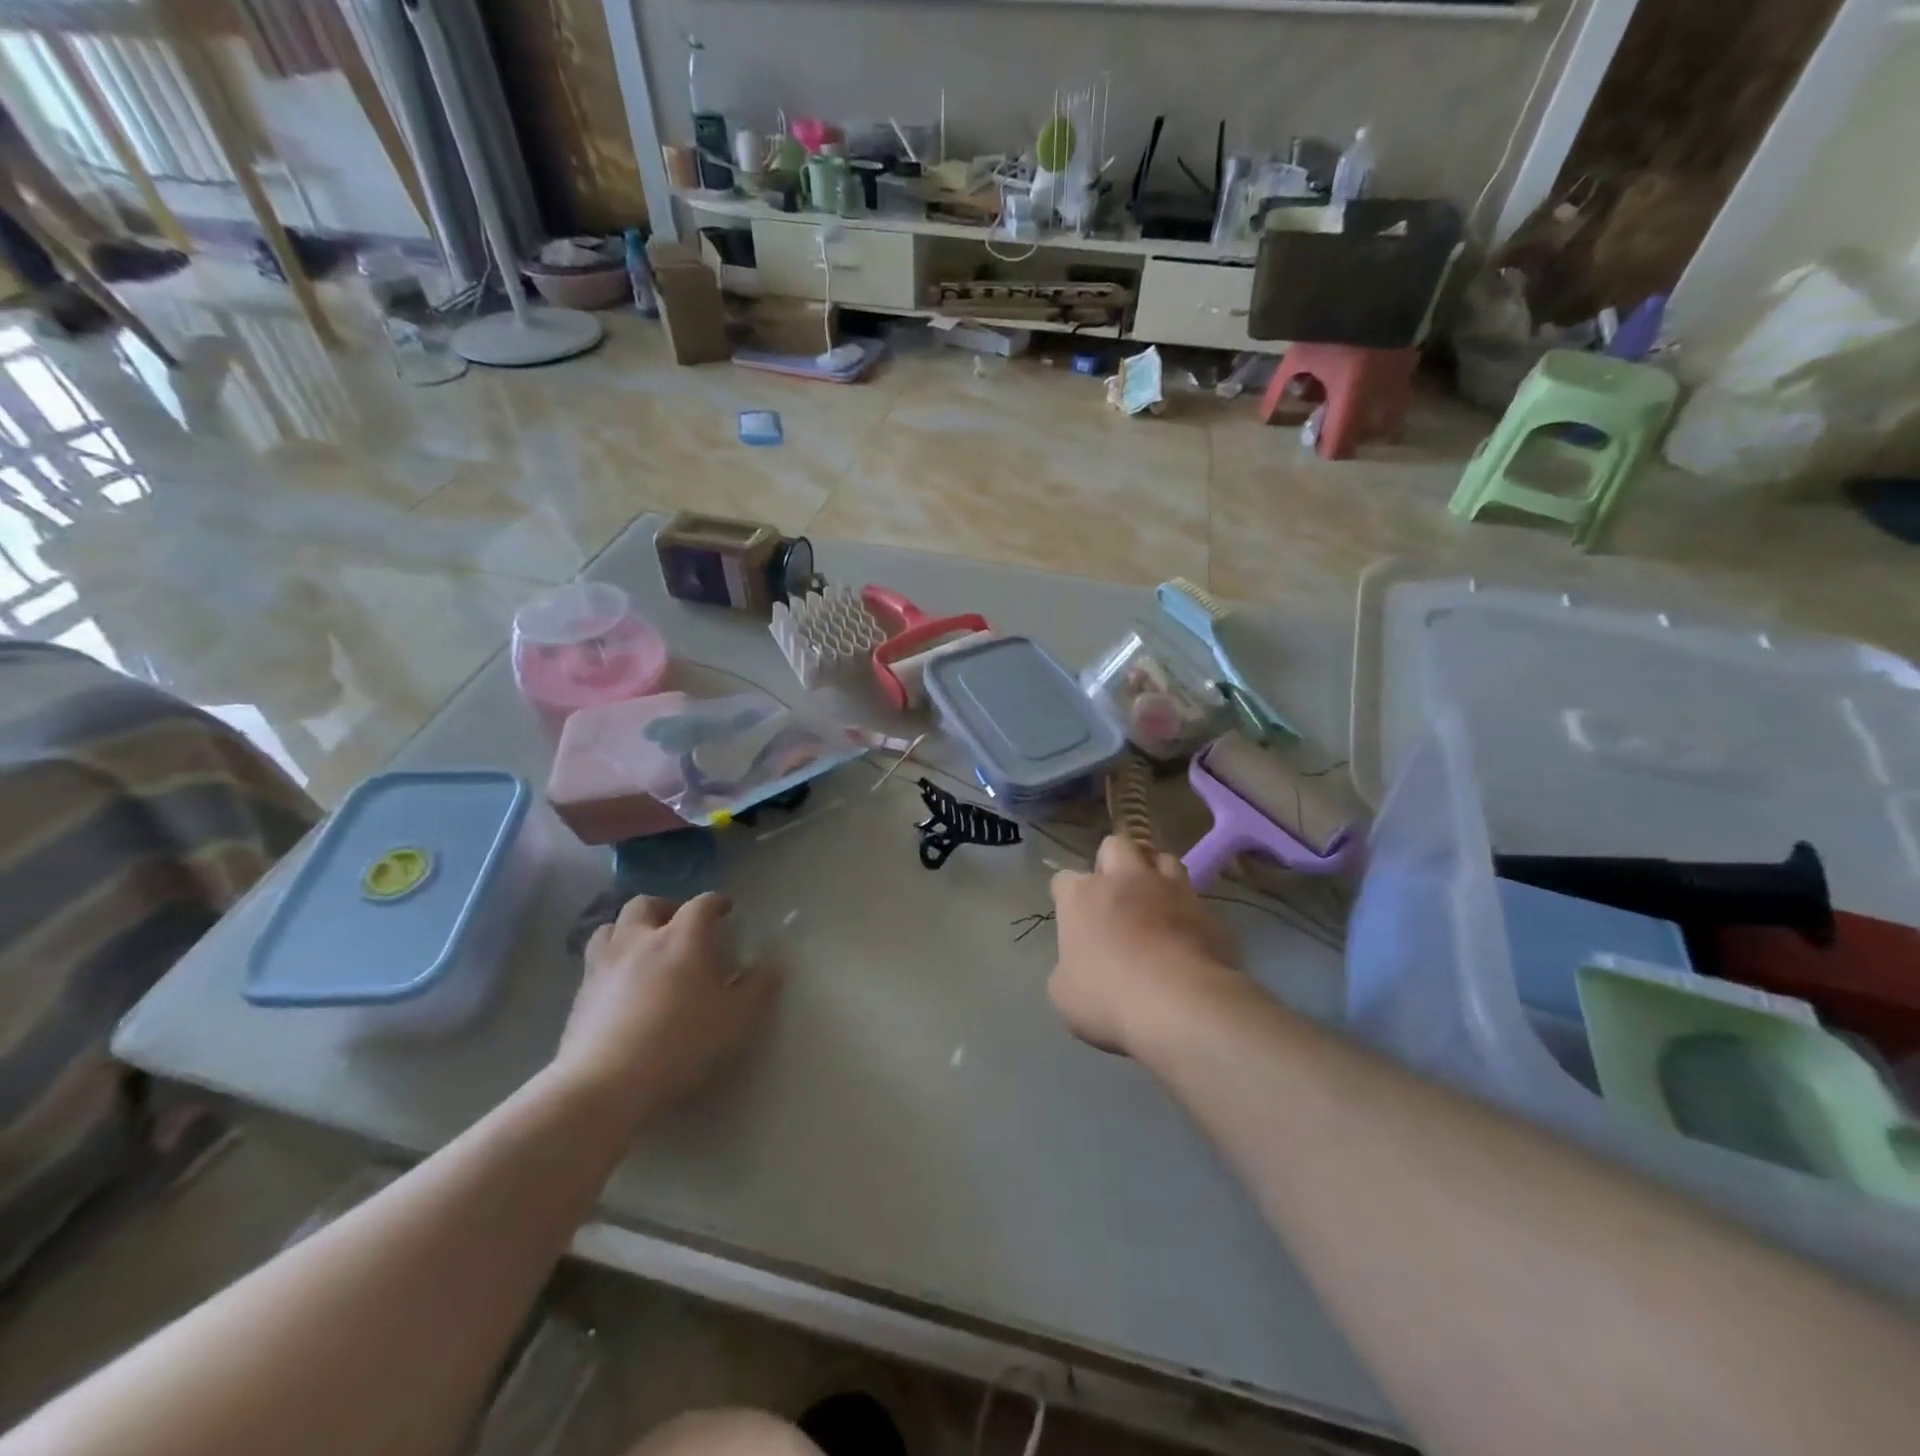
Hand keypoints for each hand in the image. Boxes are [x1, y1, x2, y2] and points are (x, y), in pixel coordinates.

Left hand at [557, 893, 775, 1123]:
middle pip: (646, 904)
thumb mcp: (734, 1019)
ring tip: (643, 949)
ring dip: (629, 929)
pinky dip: (611, 961)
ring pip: (611, 927)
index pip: (701, 904)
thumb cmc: (680, 1043)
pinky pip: (595, 962)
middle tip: (680, 925)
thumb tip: (772, 964)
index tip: (726, 909)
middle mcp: (639, 940)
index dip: (716, 902)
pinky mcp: (579, 994)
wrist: (605, 1084)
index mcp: (681, 938)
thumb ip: (757, 987)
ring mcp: (604, 965)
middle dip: (666, 907)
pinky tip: (621, 985)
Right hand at [1048, 836, 1240, 1056]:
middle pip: (1116, 846)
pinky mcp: (1207, 912)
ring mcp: (1171, 891)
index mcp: (1083, 896)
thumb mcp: (1065, 993)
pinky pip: (1195, 899)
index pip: (1064, 879)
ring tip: (1156, 903)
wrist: (1181, 1006)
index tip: (1072, 920)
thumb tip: (1080, 965)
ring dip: (1157, 875)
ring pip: (1164, 859)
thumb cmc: (1109, 998)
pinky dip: (1188, 911)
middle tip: (1114, 895)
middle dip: (1113, 862)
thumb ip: (1069, 967)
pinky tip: (1186, 936)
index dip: (1066, 897)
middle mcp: (1126, 880)